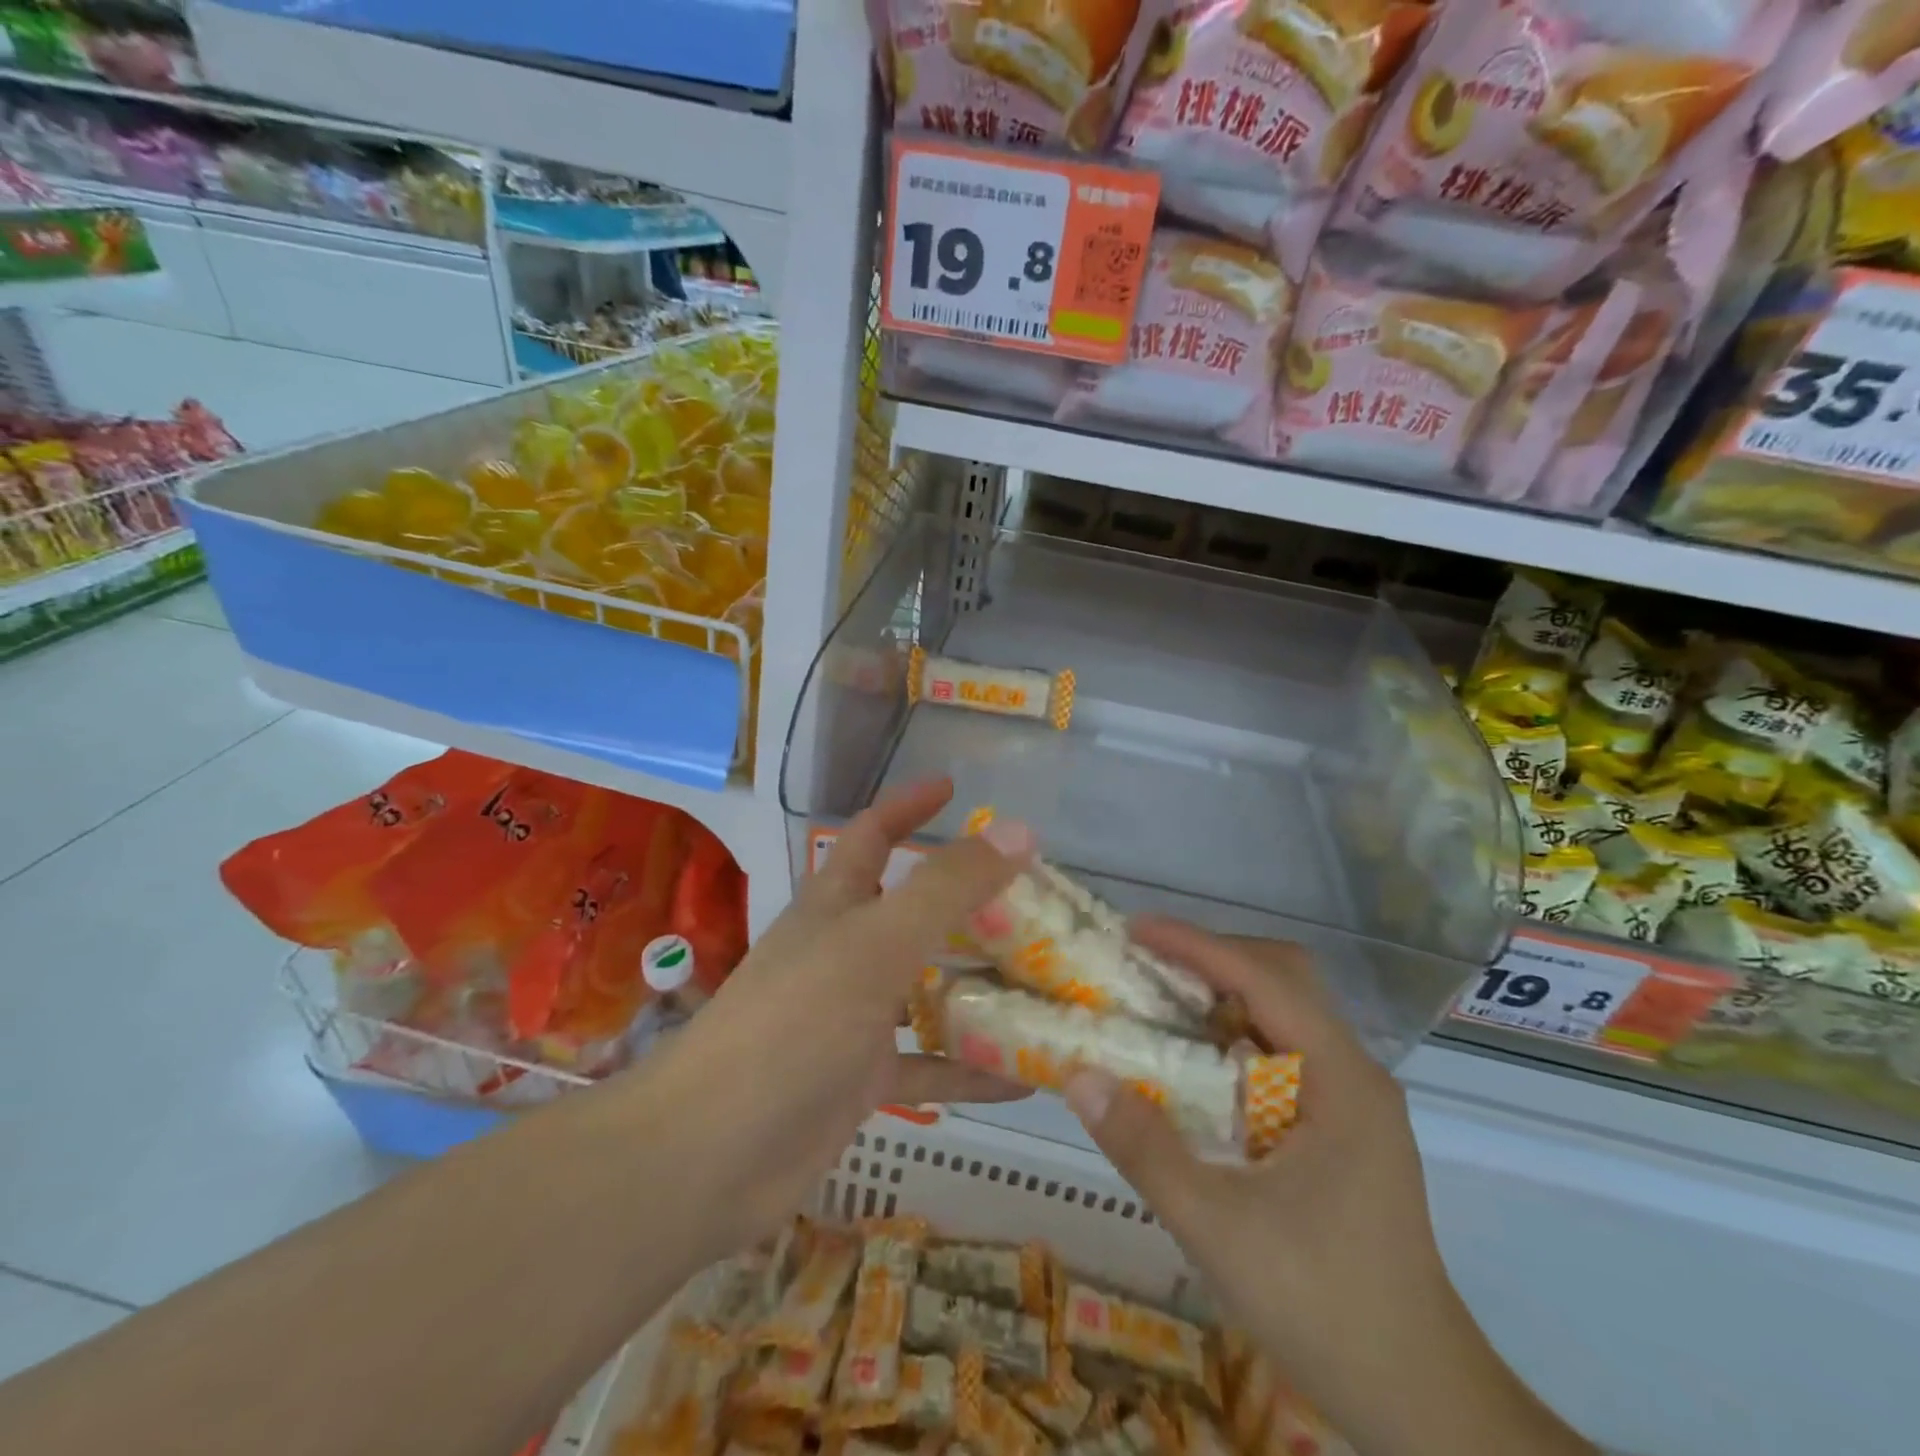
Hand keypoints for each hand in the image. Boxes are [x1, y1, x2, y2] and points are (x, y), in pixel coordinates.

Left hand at [634, 778, 1033, 1255]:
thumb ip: (947, 888)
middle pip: (911, 912)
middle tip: (1031, 903)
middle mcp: (844, 951)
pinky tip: (1027, 1078)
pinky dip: (970, 1068)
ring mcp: (852, 1017)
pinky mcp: (861, 1079)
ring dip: (978, 987)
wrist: (711, 1154)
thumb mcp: (877, 943)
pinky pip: (928, 1064)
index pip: (872, 834)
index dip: (908, 805)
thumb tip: (1017, 832)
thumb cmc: (794, 1024)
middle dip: (966, 903)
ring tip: (1045, 984)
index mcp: (836, 904)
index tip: (954, 789)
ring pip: (926, 989)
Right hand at [1063, 920, 1594, 1455]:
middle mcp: (1353, 1072)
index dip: (1196, 946)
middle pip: (1283, 976)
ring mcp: (1352, 1098)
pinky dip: (1232, 1035)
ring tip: (1158, 1001)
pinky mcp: (1341, 1123)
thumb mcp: (1218, 1229)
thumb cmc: (1325, 1307)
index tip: (1134, 930)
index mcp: (1340, 1079)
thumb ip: (1145, 1149)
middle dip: (1212, 957)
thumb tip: (1078, 1075)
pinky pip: (1281, 1049)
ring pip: (1284, 1010)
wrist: (1421, 1400)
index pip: (1264, 979)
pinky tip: (1192, 1063)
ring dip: (1222, 994)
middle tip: (1146, 965)